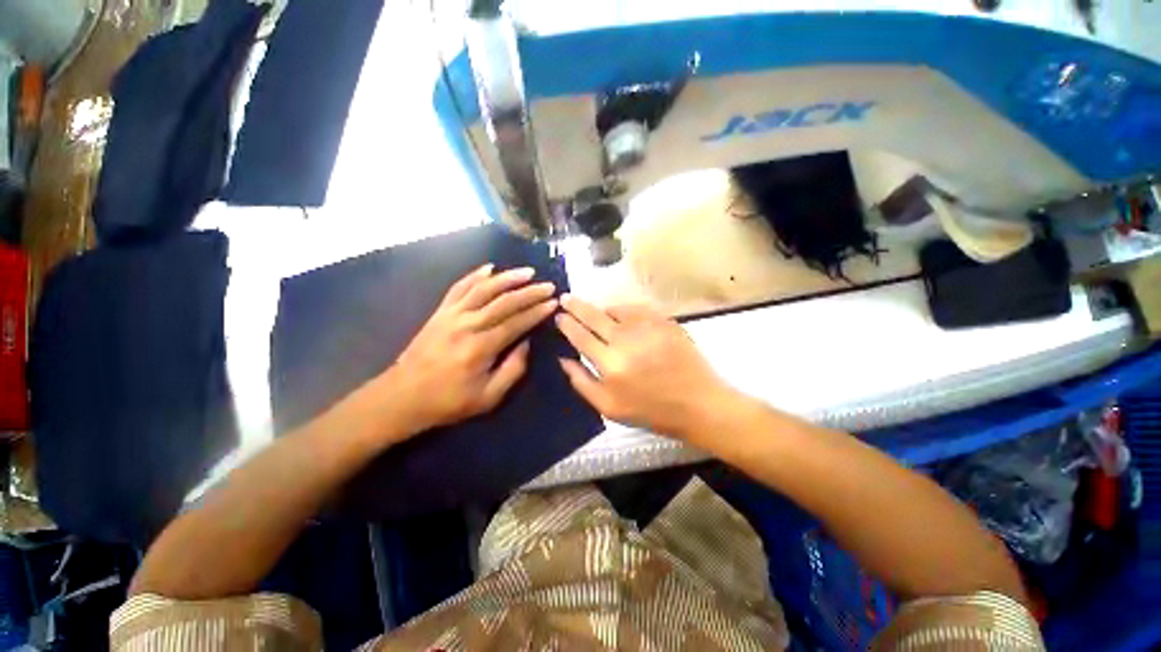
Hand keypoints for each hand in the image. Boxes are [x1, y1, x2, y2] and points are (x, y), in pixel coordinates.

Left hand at [375, 264, 557, 437]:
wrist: (402, 396)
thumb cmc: (449, 401)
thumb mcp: (488, 397)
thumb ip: (513, 369)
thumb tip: (527, 343)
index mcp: (481, 347)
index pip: (517, 322)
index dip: (537, 311)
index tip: (553, 302)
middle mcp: (467, 324)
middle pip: (504, 301)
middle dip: (530, 292)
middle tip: (548, 285)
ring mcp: (451, 315)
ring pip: (484, 289)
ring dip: (507, 278)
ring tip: (527, 272)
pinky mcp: (440, 312)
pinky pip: (459, 287)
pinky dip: (475, 275)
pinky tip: (490, 268)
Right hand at [555, 295, 732, 440]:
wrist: (697, 402)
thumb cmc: (651, 410)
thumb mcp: (609, 407)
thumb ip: (582, 382)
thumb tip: (563, 359)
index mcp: (610, 363)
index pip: (580, 336)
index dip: (567, 324)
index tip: (558, 315)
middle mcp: (626, 339)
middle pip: (594, 315)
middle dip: (576, 305)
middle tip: (565, 297)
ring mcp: (647, 327)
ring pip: (615, 309)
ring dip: (601, 309)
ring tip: (596, 313)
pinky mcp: (663, 321)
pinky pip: (636, 308)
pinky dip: (624, 310)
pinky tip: (622, 317)